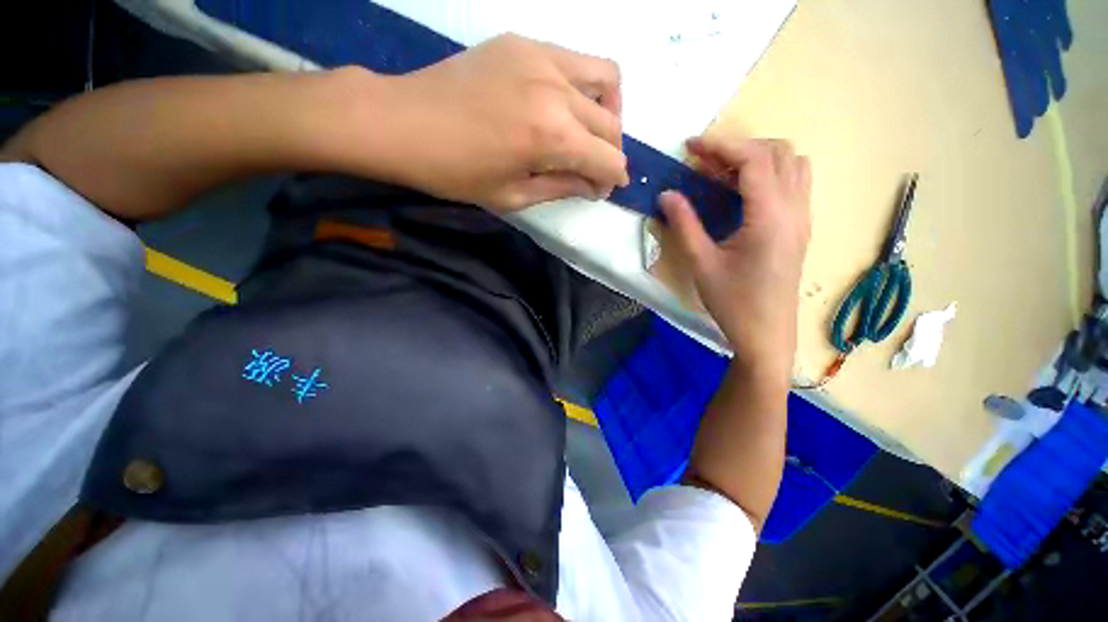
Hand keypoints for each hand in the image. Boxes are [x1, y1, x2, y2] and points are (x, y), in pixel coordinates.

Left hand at [366, 34, 629, 211]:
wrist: (402, 122)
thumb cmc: (455, 173)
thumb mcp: (512, 196)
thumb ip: (561, 187)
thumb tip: (592, 185)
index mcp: (552, 137)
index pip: (607, 159)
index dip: (612, 179)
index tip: (604, 190)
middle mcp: (556, 91)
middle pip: (610, 123)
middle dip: (611, 153)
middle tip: (594, 170)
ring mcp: (540, 57)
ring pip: (605, 77)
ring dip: (609, 111)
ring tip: (590, 132)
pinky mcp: (522, 43)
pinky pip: (573, 60)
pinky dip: (582, 86)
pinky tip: (563, 106)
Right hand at [659, 138, 810, 373]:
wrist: (766, 334)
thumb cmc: (733, 302)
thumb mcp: (702, 263)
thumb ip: (684, 225)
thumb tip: (667, 195)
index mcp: (771, 216)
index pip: (754, 159)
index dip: (721, 146)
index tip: (691, 147)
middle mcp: (795, 209)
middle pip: (778, 152)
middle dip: (739, 148)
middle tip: (704, 162)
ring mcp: (803, 217)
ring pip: (792, 164)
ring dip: (758, 158)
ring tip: (724, 174)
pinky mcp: (801, 227)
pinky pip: (794, 182)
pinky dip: (769, 173)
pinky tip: (743, 193)